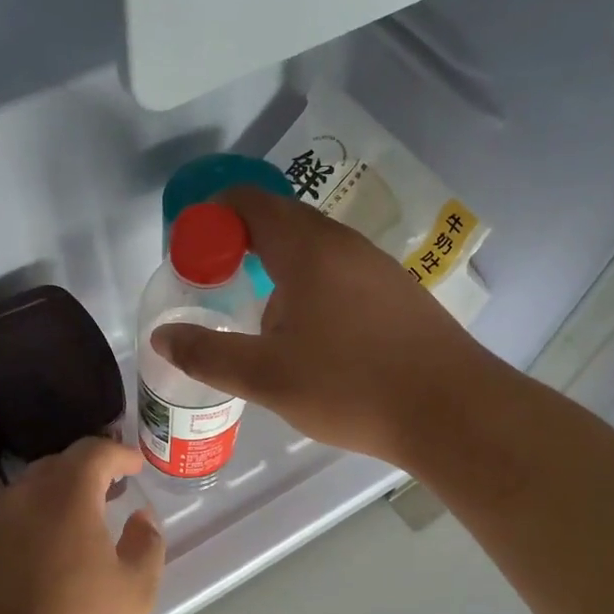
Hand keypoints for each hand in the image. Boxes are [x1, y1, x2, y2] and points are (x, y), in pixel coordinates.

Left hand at [0, 437, 164, 613]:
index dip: (118, 453)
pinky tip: (35, 561)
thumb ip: (146, 542)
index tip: (135, 466)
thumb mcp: (135, 591)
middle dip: (85, 473)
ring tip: (74, 528)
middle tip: (109, 492)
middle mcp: (17, 499)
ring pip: (22, 496)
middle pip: (54, 467)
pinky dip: (24, 528)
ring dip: (52, 500)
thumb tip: (141, 516)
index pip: (93, 452)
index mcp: (64, 497)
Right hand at [150, 186, 482, 465]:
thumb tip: (162, 337)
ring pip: (313, 249)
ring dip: (276, 267)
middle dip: (239, 244)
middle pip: (281, 220)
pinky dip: (309, 285)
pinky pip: (340, 272)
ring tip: (257, 314)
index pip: (248, 202)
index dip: (211, 218)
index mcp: (307, 248)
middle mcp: (344, 244)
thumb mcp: (266, 376)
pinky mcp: (398, 293)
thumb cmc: (350, 387)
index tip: (190, 255)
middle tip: (215, 284)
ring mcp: (377, 267)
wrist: (451, 411)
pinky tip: (310, 334)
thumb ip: (207, 353)